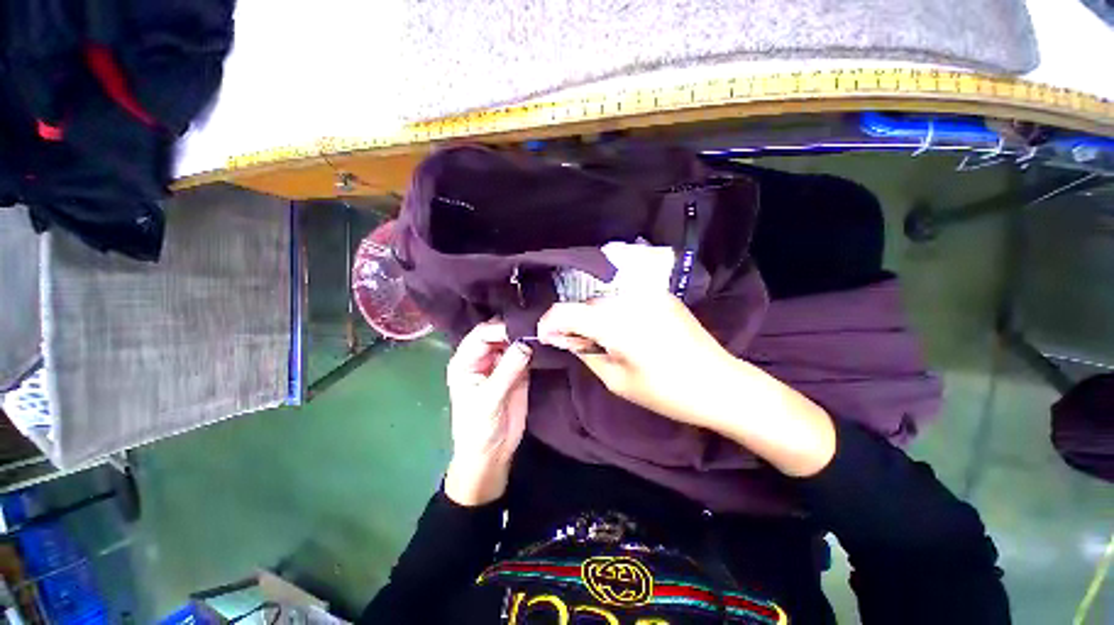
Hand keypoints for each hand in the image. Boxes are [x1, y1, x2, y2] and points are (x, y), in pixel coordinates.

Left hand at [444, 319, 531, 505]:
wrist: (492, 453)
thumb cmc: (479, 428)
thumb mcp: (489, 399)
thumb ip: (507, 370)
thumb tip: (526, 343)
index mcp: (466, 361)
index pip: (482, 335)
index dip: (500, 329)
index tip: (523, 327)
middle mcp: (482, 357)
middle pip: (497, 333)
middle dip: (514, 327)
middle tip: (536, 323)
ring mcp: (501, 363)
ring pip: (513, 340)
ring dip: (526, 335)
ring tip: (543, 329)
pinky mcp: (518, 371)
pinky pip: (526, 353)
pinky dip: (534, 347)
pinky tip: (545, 341)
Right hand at [537, 292, 733, 426]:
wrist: (720, 383)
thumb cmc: (666, 392)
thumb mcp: (616, 380)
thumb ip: (585, 353)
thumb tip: (564, 338)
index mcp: (616, 323)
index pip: (567, 311)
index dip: (550, 322)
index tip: (545, 336)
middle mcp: (629, 299)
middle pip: (586, 304)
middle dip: (574, 321)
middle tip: (575, 343)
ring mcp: (649, 294)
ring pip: (605, 300)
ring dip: (594, 317)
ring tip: (600, 339)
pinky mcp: (662, 296)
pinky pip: (625, 299)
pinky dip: (614, 312)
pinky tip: (623, 330)